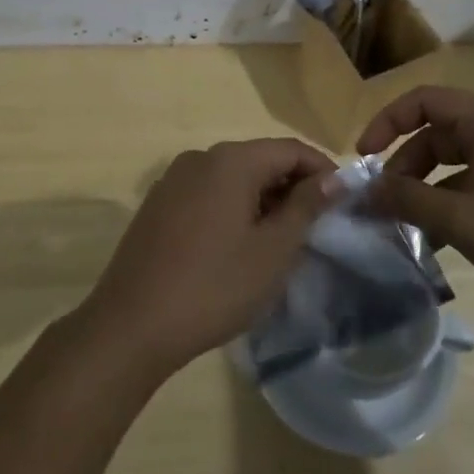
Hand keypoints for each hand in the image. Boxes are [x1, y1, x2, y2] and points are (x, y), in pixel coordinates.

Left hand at [78, 138, 337, 374]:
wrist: (131, 325)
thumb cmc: (214, 286)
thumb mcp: (272, 251)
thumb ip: (305, 207)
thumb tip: (332, 178)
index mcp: (231, 160)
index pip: (290, 149)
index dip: (322, 170)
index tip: (342, 202)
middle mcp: (200, 157)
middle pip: (260, 159)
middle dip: (292, 186)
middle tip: (315, 226)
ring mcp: (174, 179)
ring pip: (233, 177)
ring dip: (262, 199)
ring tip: (280, 239)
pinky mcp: (158, 204)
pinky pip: (207, 193)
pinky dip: (232, 207)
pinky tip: (238, 244)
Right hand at [358, 86, 473, 318]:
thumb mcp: (466, 221)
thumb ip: (411, 202)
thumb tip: (366, 191)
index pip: (422, 101)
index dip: (387, 122)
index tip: (363, 157)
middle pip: (435, 132)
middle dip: (404, 165)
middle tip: (383, 201)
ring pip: (453, 162)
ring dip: (425, 188)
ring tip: (405, 224)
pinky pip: (473, 183)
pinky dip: (450, 203)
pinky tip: (437, 239)